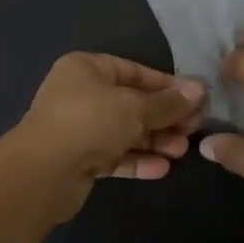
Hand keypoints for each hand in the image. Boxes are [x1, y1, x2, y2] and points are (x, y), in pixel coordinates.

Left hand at [7, 53, 204, 223]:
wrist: (43, 173)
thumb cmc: (90, 122)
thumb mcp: (135, 108)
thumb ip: (168, 102)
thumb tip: (200, 89)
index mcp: (87, 69)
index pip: (134, 71)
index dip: (166, 85)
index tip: (195, 99)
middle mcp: (81, 95)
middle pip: (132, 103)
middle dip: (164, 118)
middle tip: (194, 129)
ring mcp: (79, 129)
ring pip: (125, 131)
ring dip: (155, 141)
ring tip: (182, 151)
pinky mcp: (80, 160)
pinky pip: (114, 156)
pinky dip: (137, 160)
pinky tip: (162, 169)